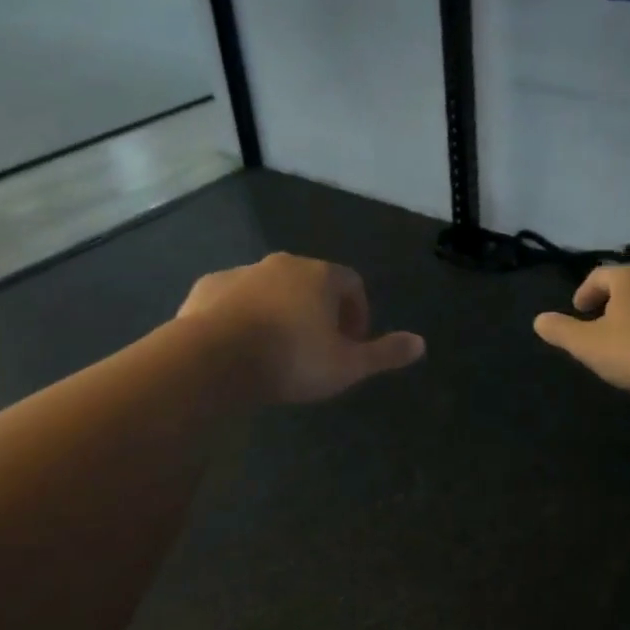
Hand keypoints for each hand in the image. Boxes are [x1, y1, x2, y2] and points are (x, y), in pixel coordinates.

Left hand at [177, 253, 425, 403]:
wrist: (212, 360)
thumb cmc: (291, 359)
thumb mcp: (347, 365)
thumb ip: (385, 353)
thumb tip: (421, 344)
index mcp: (320, 276)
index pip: (352, 284)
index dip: (358, 312)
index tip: (352, 343)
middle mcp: (283, 264)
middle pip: (312, 282)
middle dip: (320, 311)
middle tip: (318, 348)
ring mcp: (242, 272)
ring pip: (271, 289)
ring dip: (281, 311)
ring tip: (278, 350)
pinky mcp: (207, 288)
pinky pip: (235, 299)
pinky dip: (243, 315)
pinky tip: (240, 346)